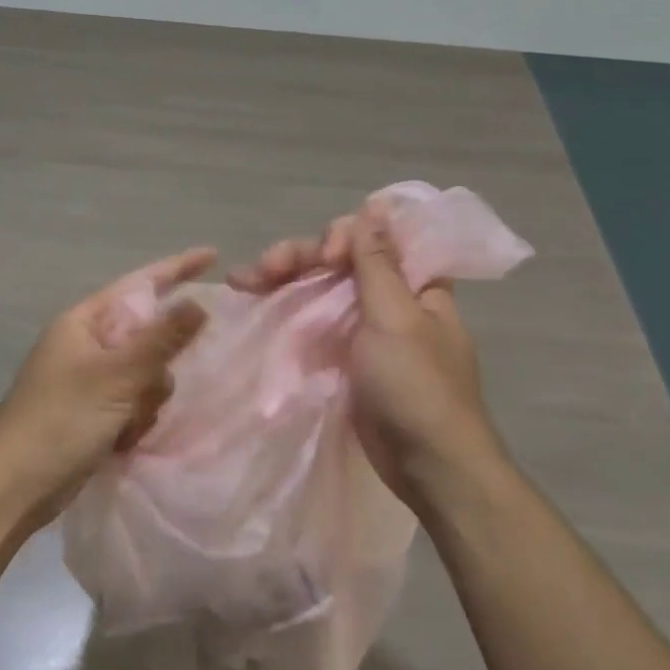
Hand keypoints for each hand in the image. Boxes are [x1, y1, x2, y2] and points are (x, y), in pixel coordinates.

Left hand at [0, 247, 213, 537]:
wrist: (14, 487)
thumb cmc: (60, 421)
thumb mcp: (116, 377)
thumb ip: (161, 340)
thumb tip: (199, 303)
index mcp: (84, 323)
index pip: (138, 285)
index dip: (176, 269)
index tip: (213, 256)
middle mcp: (87, 345)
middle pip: (148, 336)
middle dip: (157, 366)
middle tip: (145, 392)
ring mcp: (90, 380)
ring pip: (146, 374)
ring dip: (146, 400)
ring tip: (126, 425)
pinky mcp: (94, 412)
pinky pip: (134, 402)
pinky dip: (135, 420)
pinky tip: (123, 440)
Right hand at [228, 203, 503, 506]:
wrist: (427, 465)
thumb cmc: (417, 386)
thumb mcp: (396, 317)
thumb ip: (378, 261)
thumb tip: (375, 205)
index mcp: (415, 283)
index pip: (373, 237)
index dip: (341, 238)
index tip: (325, 261)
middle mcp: (390, 298)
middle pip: (338, 262)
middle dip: (298, 258)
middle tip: (260, 270)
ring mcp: (365, 329)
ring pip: (320, 289)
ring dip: (283, 280)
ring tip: (242, 281)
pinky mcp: (345, 357)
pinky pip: (313, 322)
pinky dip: (287, 311)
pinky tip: (256, 304)